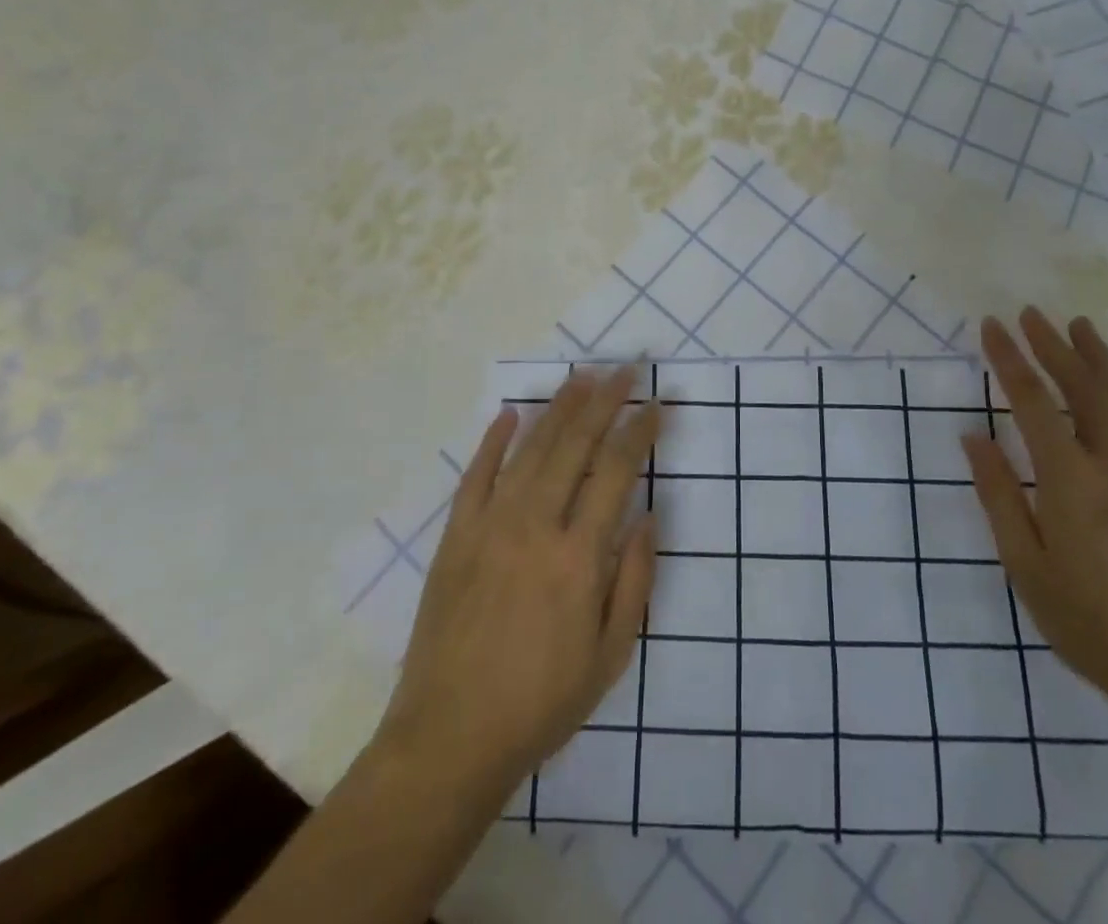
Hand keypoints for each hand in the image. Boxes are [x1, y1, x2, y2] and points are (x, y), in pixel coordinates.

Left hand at [373, 368, 662, 798]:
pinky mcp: (456, 536)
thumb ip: (635, 581)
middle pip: (575, 445)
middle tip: (625, 368)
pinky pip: (476, 475)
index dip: (640, 431)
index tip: (657, 404)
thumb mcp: (610, 656)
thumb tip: (649, 516)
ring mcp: (490, 526)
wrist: (449, 738)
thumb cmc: (541, 702)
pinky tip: (510, 412)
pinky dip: (493, 440)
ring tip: (581, 376)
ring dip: (558, 407)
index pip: (616, 470)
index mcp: (578, 556)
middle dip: (604, 401)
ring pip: (530, 449)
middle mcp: (535, 526)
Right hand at [962, 310, 1107, 730]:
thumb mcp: (1026, 566)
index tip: (992, 326)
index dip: (1009, 359)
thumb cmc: (1092, 624)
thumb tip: (973, 435)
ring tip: (1077, 325)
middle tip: (1030, 313)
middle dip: (1051, 345)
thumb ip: (998, 495)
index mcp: (1071, 480)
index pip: (1032, 401)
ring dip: (1098, 358)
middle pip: (1081, 387)